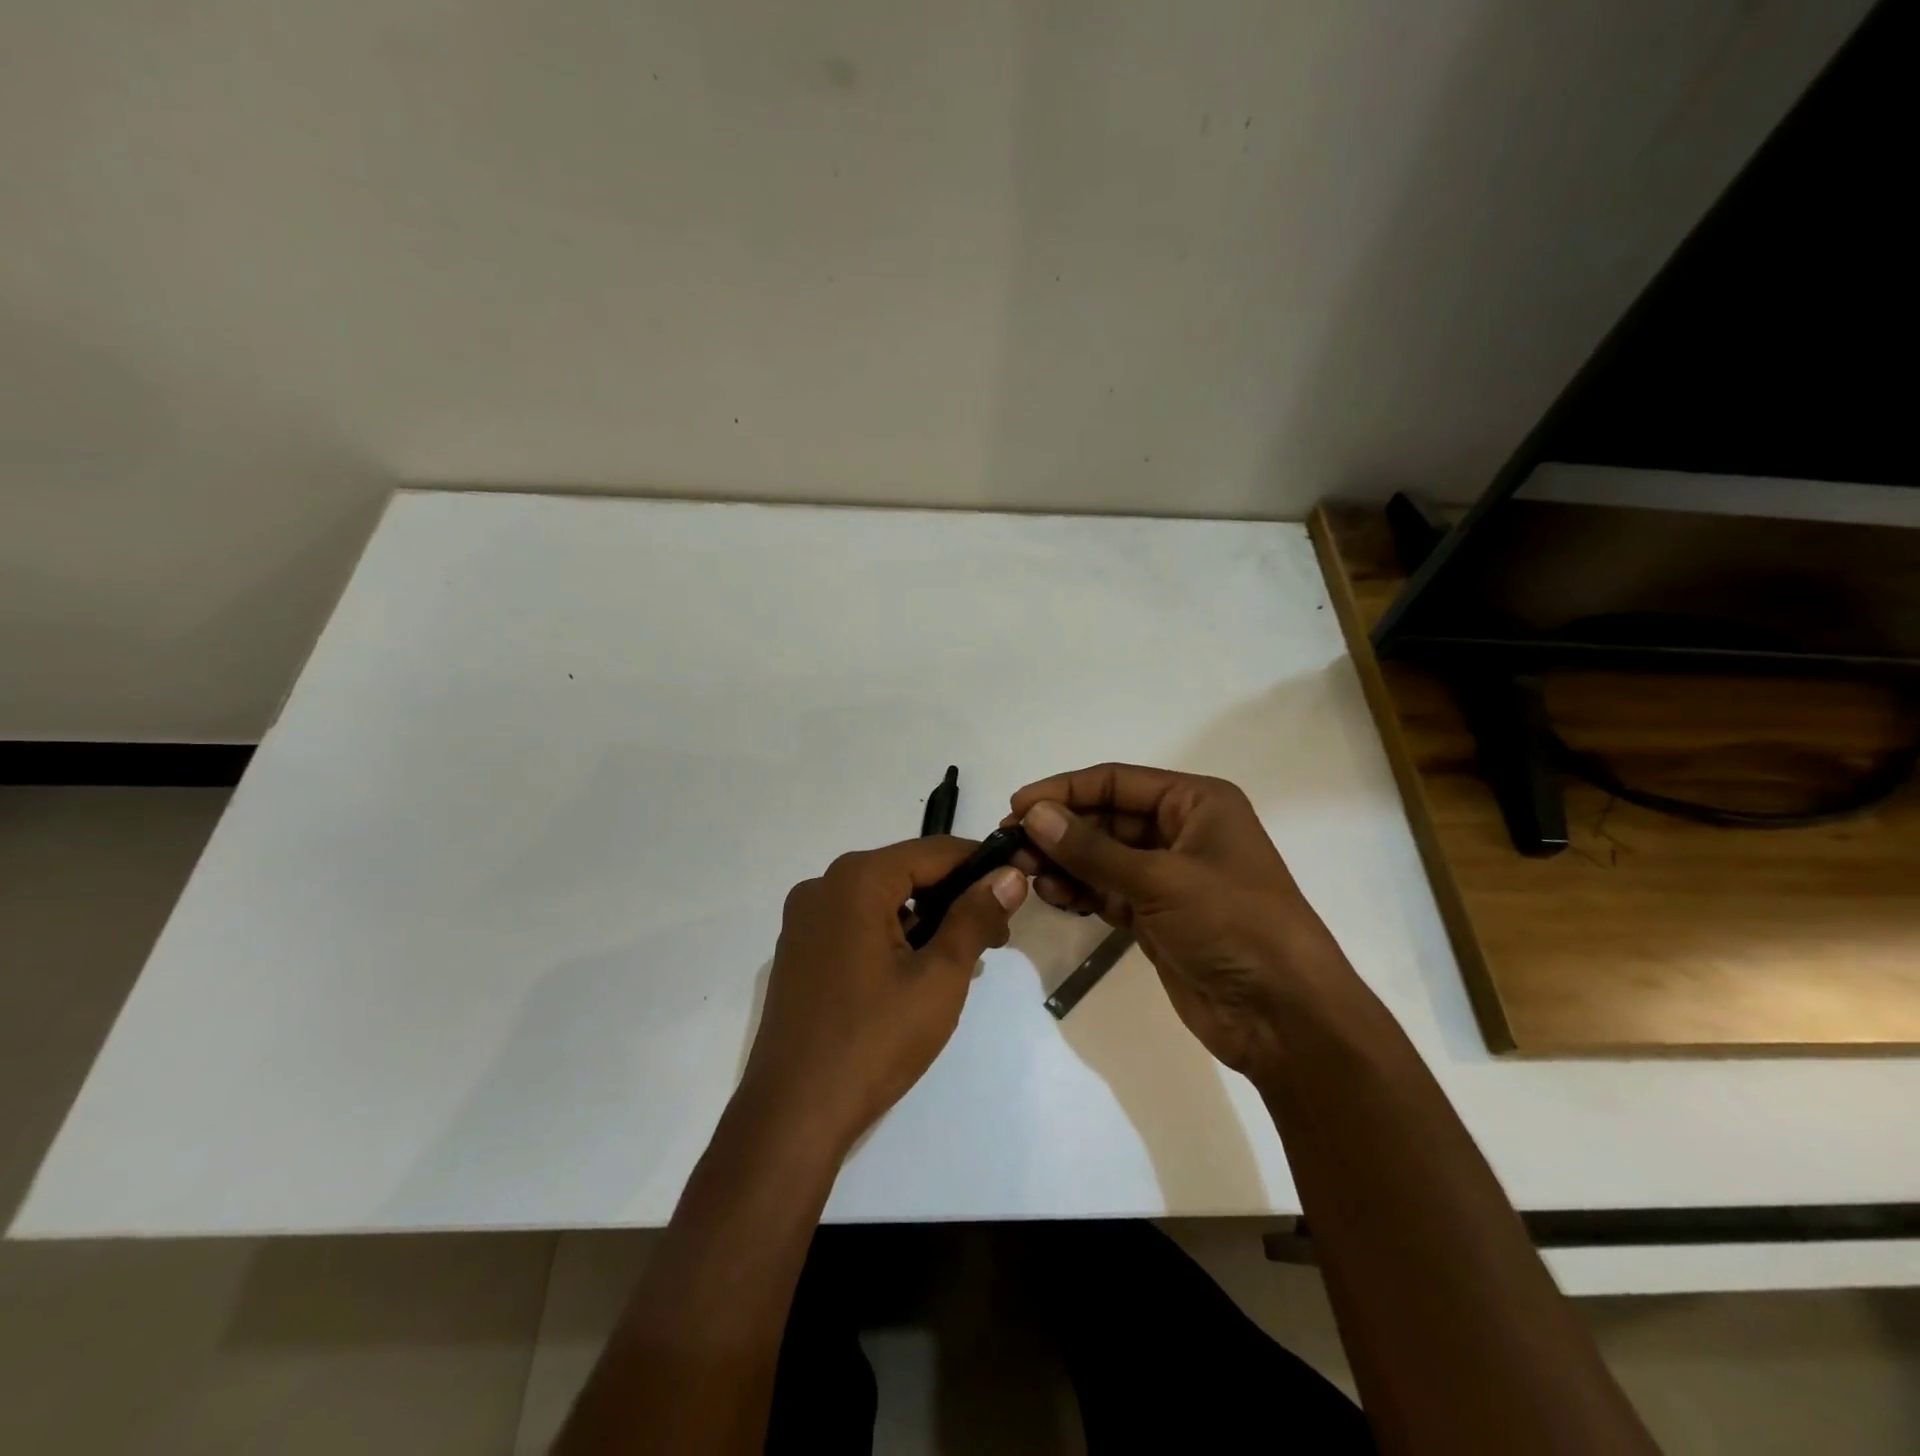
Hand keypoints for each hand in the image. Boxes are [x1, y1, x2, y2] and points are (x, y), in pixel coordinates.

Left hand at [739, 837, 1027, 1155]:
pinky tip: (918, 972)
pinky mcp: (798, 951)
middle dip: (954, 897)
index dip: (981, 864)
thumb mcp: (939, 977)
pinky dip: (893, 936)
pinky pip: (857, 924)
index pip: (934, 851)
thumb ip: (975, 917)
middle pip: (906, 872)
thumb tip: (1009, 875)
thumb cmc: (874, 1040)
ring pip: (882, 900)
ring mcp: (804, 920)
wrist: (793, 1115)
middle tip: (996, 936)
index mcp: (856, 880)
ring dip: (926, 920)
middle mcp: (823, 886)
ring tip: (964, 959)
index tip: (1017, 888)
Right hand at [1007, 764, 1352, 1076]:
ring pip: (1102, 857)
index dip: (1064, 791)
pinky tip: (1052, 897)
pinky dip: (1080, 892)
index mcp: (1196, 803)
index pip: (1116, 782)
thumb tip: (1033, 815)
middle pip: (1105, 819)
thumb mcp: (1160, 879)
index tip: (1016, 808)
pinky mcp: (1157, 915)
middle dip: (1060, 831)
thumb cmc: (1233, 925)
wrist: (1284, 1017)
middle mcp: (1181, 831)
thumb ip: (1092, 848)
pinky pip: (1107, 891)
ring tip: (1026, 875)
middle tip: (1011, 847)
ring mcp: (1168, 876)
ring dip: (1065, 863)